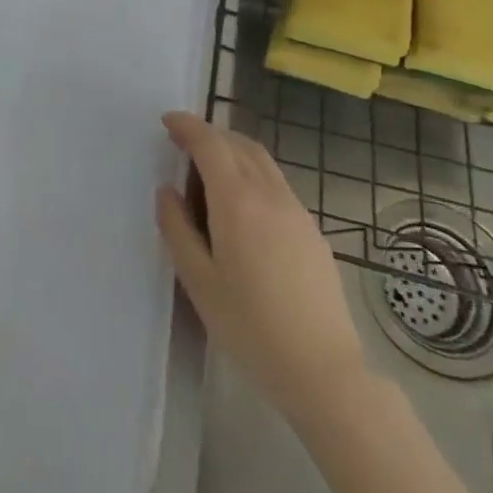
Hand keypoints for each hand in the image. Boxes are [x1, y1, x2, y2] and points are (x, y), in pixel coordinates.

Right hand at [156, 111, 364, 410]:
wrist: (324, 371)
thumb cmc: (251, 327)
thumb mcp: (198, 281)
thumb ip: (177, 229)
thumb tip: (167, 190)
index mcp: (237, 200)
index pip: (210, 143)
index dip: (187, 126)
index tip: (167, 122)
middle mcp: (269, 194)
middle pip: (238, 144)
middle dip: (210, 135)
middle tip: (184, 144)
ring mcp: (296, 211)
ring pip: (261, 161)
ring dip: (233, 152)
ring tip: (210, 171)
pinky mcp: (312, 231)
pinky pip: (276, 184)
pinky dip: (253, 174)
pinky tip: (243, 207)